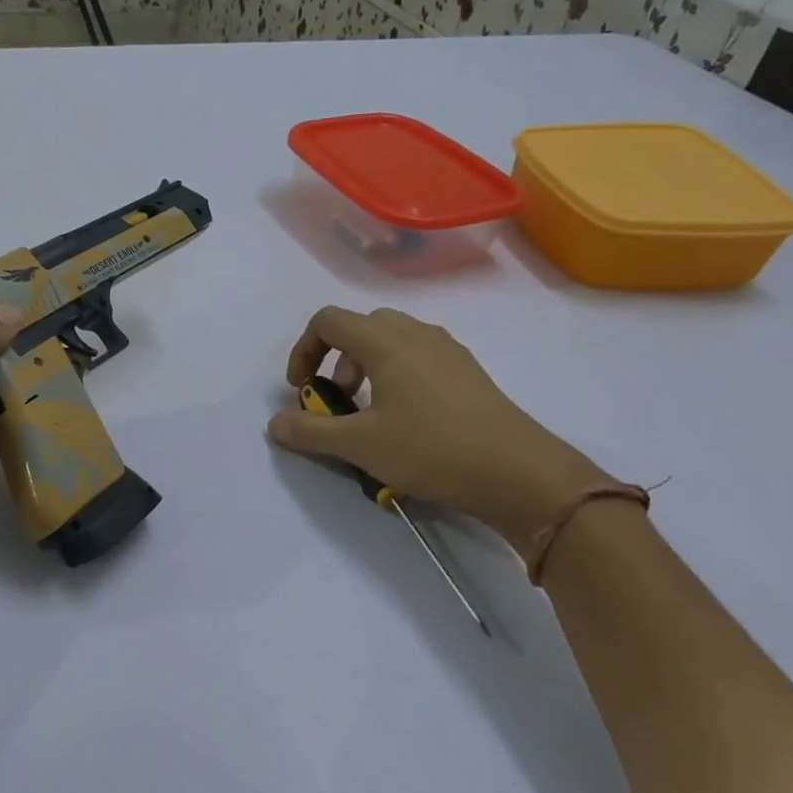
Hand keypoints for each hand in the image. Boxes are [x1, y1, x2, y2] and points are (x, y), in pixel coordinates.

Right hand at [266, 306, 603, 544]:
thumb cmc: (431, 449)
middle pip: (361, 326)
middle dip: (336, 358)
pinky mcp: (468, 371)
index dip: (303, 350)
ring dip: (366, 366)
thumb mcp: (360, 446)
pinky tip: (408, 419)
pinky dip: (397, 374)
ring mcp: (447, 350)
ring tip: (370, 412)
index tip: (301, 389)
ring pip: (392, 340)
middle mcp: (416, 333)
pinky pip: (419, 356)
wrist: (518, 471)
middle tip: (338, 399)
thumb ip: (310, 431)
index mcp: (385, 341)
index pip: (328, 321)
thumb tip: (274, 423)